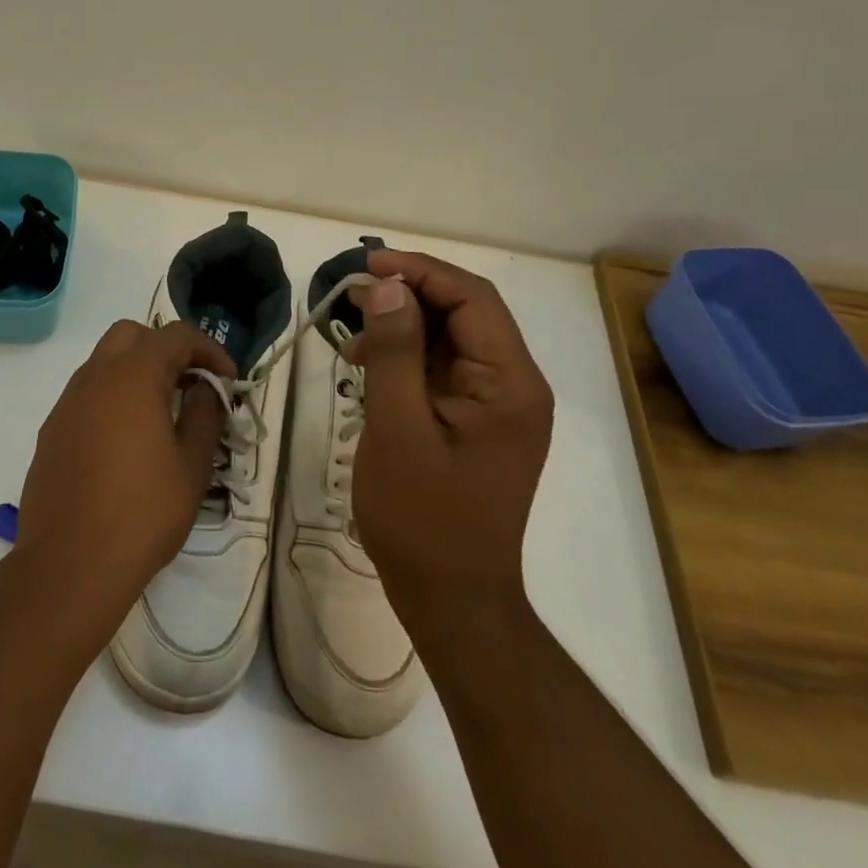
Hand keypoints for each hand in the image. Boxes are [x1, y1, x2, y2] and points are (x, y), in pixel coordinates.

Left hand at [15, 320, 234, 641]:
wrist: (69, 566)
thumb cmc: (143, 513)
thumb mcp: (191, 466)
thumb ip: (203, 415)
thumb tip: (205, 388)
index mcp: (133, 378)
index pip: (175, 336)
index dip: (208, 349)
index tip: (228, 380)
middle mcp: (94, 378)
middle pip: (132, 335)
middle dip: (166, 349)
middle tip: (190, 384)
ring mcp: (67, 404)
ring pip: (104, 362)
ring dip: (136, 371)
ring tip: (162, 412)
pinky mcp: (51, 431)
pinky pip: (86, 394)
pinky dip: (112, 396)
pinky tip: (127, 440)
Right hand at [345, 251, 554, 612]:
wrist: (453, 601)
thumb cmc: (423, 519)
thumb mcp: (397, 429)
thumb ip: (394, 352)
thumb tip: (388, 288)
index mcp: (510, 383)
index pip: (472, 299)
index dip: (420, 271)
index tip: (367, 266)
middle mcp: (515, 385)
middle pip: (465, 313)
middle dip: (408, 295)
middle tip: (352, 295)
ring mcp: (499, 405)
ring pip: (452, 338)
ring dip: (404, 326)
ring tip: (352, 334)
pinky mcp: (478, 422)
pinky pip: (445, 370)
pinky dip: (407, 357)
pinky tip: (367, 367)